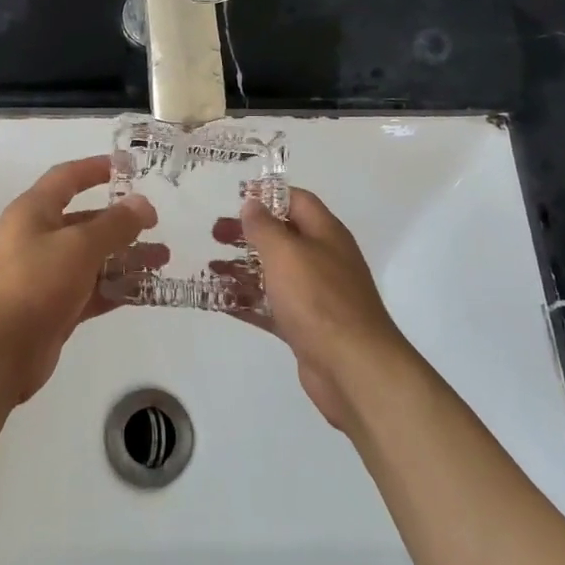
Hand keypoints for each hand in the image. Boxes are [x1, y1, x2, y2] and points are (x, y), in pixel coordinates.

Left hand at [0, 156, 156, 404]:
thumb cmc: (35, 282)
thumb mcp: (79, 245)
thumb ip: (114, 224)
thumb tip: (142, 203)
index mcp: (34, 211)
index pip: (67, 178)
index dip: (95, 169)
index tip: (128, 167)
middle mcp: (37, 238)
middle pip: (84, 221)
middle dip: (121, 222)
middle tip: (156, 225)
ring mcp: (45, 275)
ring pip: (92, 258)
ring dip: (125, 257)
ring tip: (162, 259)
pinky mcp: (54, 308)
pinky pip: (91, 290)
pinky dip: (115, 287)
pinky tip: (145, 289)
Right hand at [235, 188, 413, 429]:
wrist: (353, 368)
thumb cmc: (318, 299)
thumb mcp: (286, 253)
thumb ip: (265, 227)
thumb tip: (253, 203)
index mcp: (326, 234)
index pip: (297, 201)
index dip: (268, 196)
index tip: (236, 199)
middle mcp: (324, 260)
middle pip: (282, 237)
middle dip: (248, 234)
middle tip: (215, 234)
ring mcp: (316, 296)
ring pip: (275, 274)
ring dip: (243, 268)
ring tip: (211, 267)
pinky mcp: (306, 327)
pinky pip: (272, 307)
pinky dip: (248, 302)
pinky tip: (219, 302)